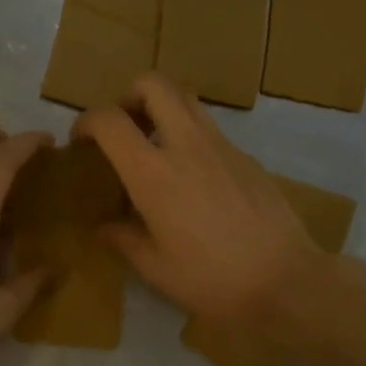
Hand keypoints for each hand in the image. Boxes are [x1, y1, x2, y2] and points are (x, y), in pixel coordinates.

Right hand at [74, 73, 321, 325]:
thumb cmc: (211, 280)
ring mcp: (222, 146)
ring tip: (154, 147)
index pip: (110, 120)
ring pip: (186, 99)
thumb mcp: (155, 268)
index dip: (86, 121)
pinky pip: (210, 129)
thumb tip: (103, 228)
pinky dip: (189, 136)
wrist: (285, 281)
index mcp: (154, 174)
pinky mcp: (246, 157)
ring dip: (162, 109)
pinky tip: (192, 178)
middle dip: (128, 95)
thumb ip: (123, 239)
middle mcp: (187, 145)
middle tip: (123, 129)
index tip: (81, 141)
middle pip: (154, 84)